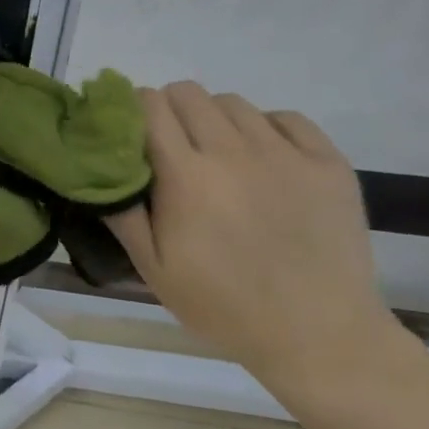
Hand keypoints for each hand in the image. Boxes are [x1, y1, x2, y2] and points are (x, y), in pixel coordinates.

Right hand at [106, 82, 397, 388]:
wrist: (319, 336)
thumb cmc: (223, 305)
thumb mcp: (153, 269)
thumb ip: (122, 211)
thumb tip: (100, 166)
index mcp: (186, 177)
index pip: (148, 106)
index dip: (131, 112)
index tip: (129, 134)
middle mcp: (234, 152)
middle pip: (188, 92)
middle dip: (168, 110)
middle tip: (170, 147)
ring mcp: (287, 154)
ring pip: (233, 102)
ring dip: (214, 119)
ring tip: (217, 156)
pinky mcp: (329, 163)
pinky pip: (285, 118)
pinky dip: (265, 128)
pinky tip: (262, 161)